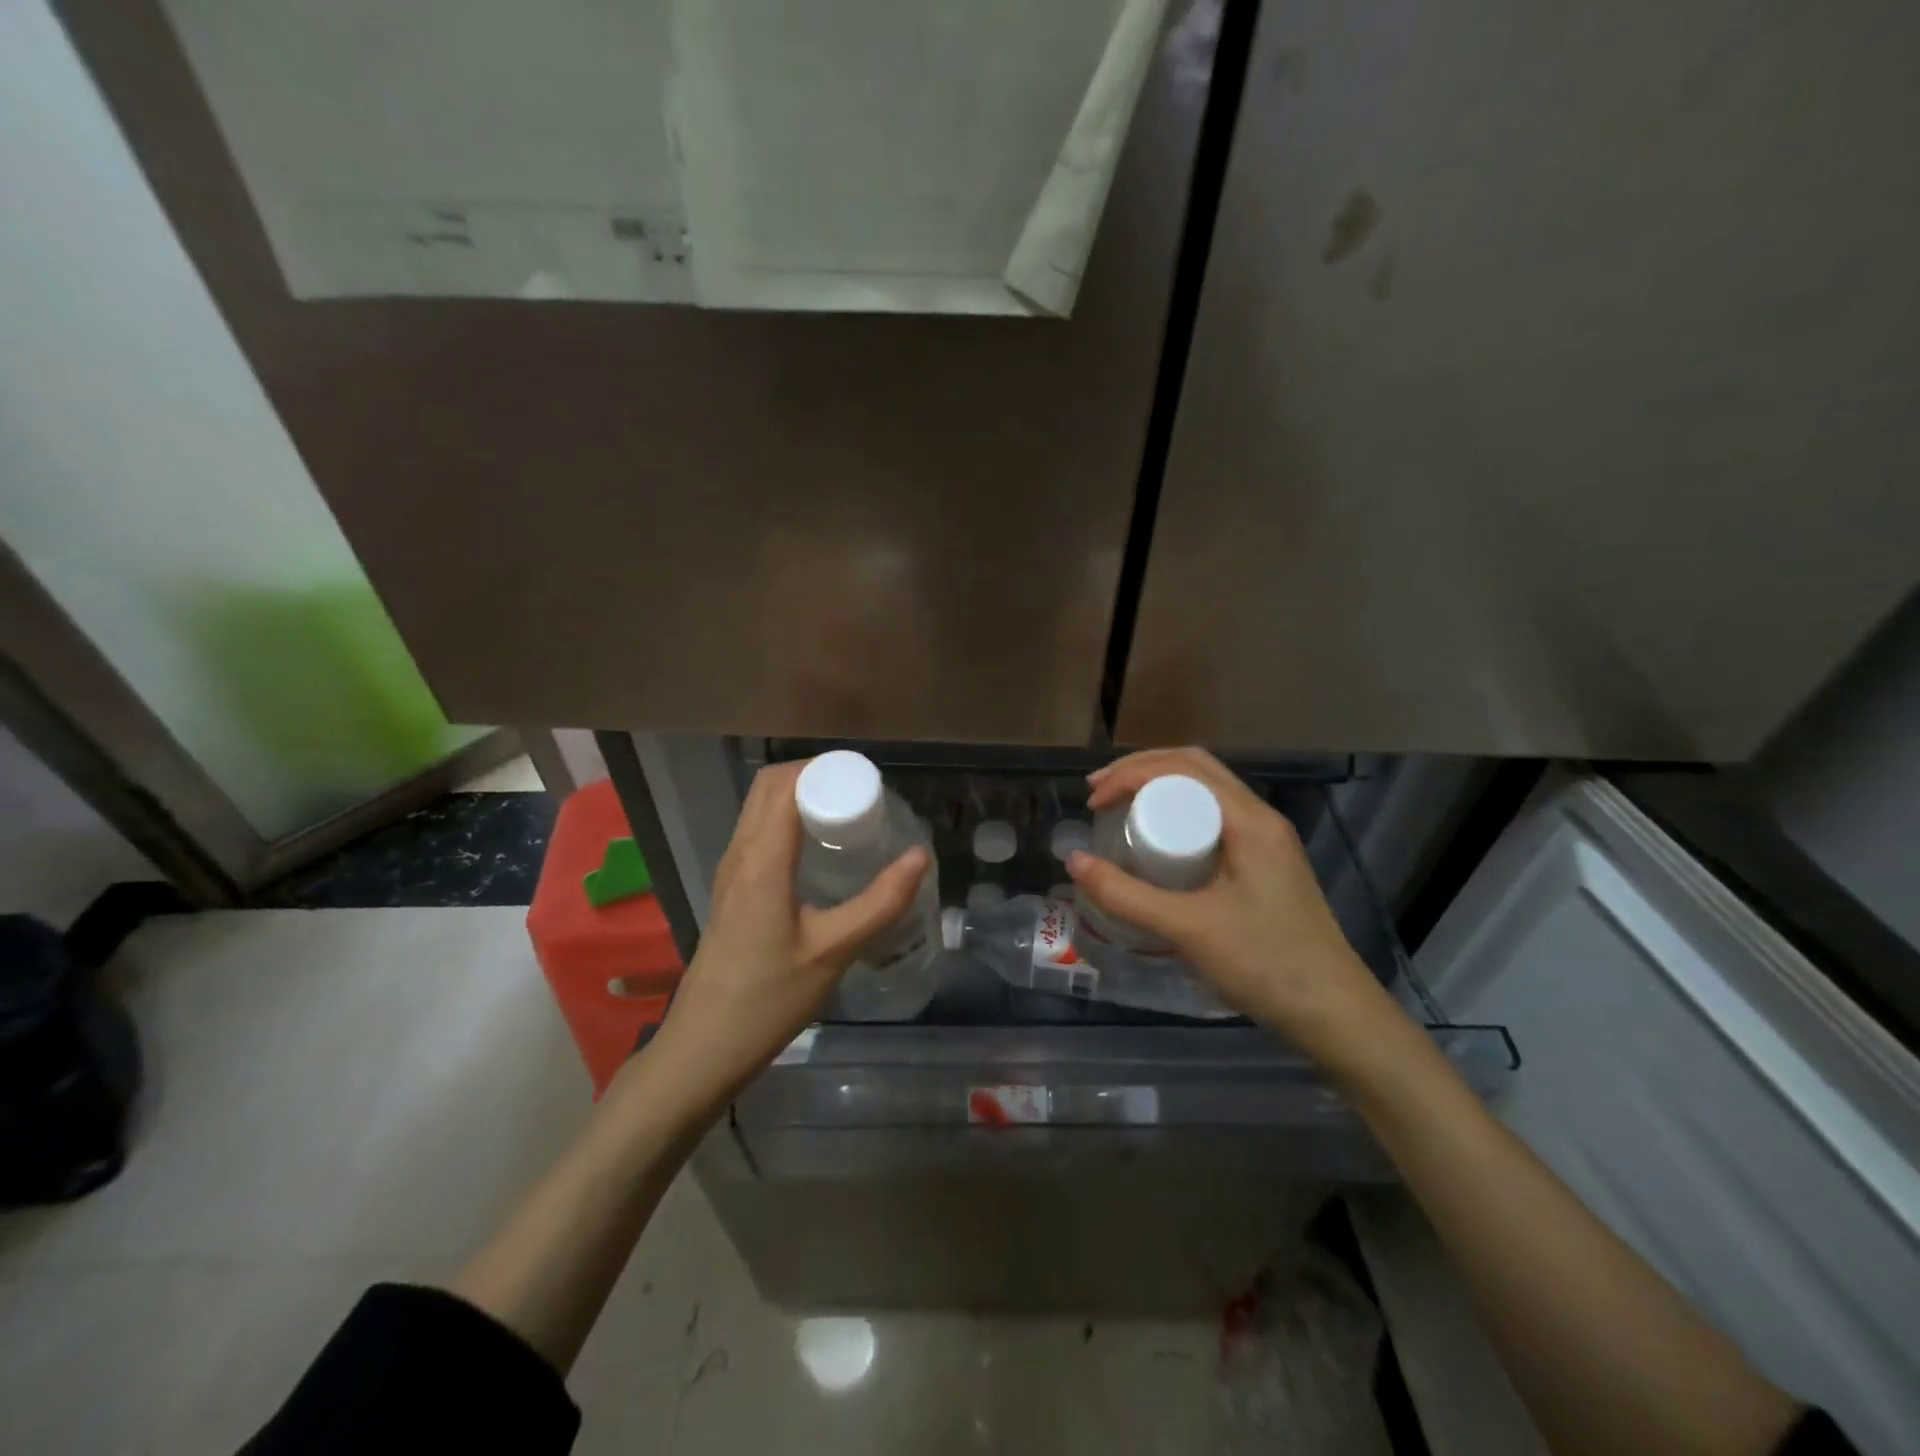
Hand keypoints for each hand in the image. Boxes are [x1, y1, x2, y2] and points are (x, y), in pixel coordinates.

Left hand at [650, 759, 929, 1107]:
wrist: (703, 1047)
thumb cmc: (768, 998)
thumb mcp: (833, 951)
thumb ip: (880, 902)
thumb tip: (920, 855)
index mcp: (762, 859)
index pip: (786, 784)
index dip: (825, 769)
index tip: (867, 778)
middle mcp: (740, 854)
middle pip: (769, 787)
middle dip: (815, 777)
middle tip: (862, 794)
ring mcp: (730, 872)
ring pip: (760, 810)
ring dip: (799, 797)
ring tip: (846, 814)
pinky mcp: (731, 891)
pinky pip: (758, 833)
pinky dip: (788, 822)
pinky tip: (820, 852)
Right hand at [1066, 747, 1394, 1066]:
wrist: (1334, 1013)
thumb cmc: (1264, 964)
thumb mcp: (1187, 929)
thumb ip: (1126, 895)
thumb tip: (1073, 860)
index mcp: (1249, 821)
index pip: (1184, 768)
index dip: (1131, 774)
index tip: (1093, 801)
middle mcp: (1260, 819)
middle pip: (1195, 770)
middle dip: (1141, 771)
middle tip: (1099, 794)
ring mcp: (1265, 842)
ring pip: (1205, 794)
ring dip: (1159, 790)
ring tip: (1119, 810)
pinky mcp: (1263, 865)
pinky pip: (1212, 820)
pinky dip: (1176, 816)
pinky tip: (1155, 843)